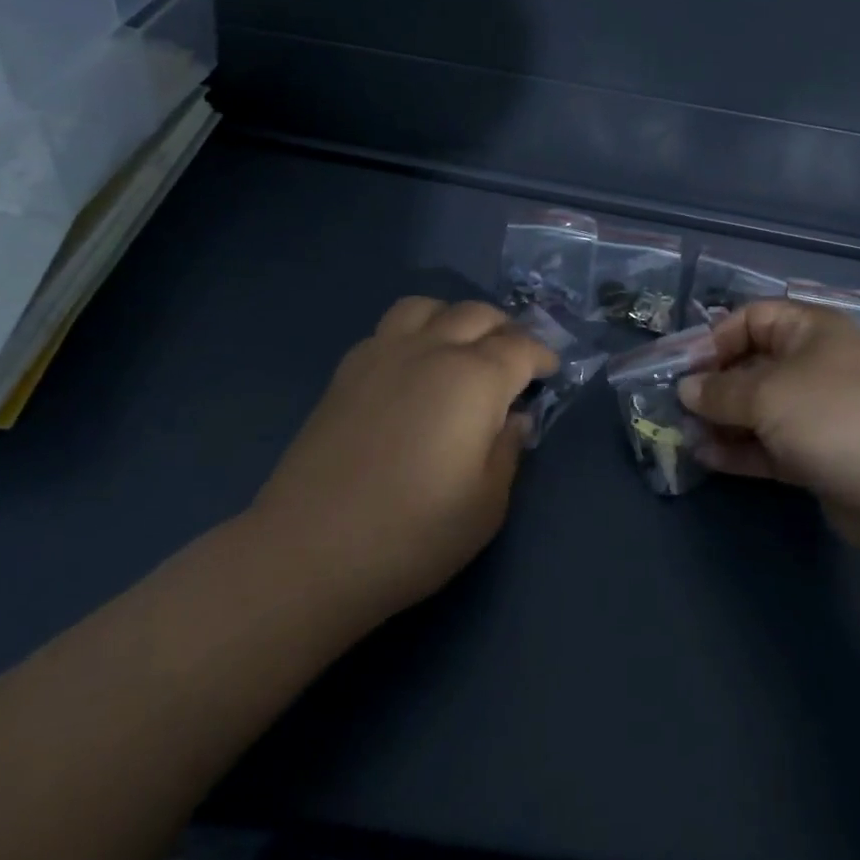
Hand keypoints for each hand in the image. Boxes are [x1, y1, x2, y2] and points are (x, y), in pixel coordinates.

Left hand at [246, 297, 556, 618]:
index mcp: (475, 378)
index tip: (549, 372)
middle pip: (477, 314)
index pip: (521, 348)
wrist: (309, 553)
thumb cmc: (413, 534)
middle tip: (514, 359)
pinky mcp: (347, 371)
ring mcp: (383, 354)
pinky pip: (389, 328)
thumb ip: (509, 450)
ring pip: (428, 306)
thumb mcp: (487, 504)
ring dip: (455, 318)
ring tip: (461, 348)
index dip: (542, 356)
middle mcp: (432, 350)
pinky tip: (413, 367)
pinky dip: (414, 332)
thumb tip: (514, 418)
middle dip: (505, 330)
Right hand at [678, 301, 859, 553]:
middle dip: (713, 384)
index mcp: (810, 330)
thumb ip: (720, 391)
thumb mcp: (767, 395)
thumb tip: (686, 389)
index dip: (715, 338)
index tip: (682, 367)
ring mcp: (818, 412)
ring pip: (758, 409)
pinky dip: (740, 449)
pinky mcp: (818, 454)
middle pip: (752, 364)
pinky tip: (706, 458)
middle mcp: (814, 365)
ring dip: (722, 420)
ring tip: (684, 435)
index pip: (752, 318)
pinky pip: (770, 444)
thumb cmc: (834, 417)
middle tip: (674, 406)